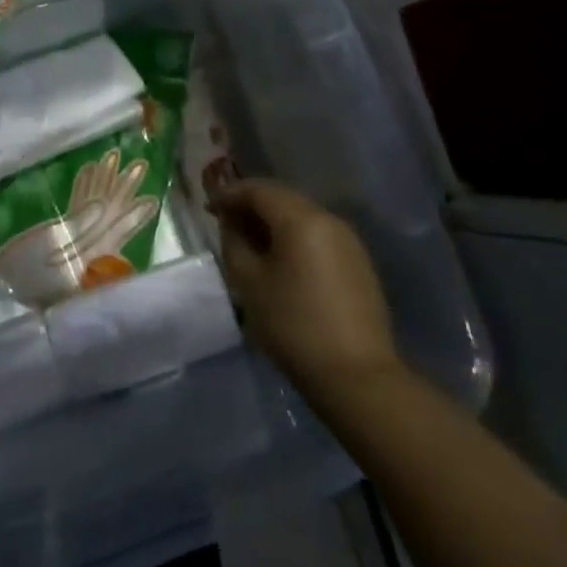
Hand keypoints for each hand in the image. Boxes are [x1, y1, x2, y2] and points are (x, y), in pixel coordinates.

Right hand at [211, 180, 400, 397]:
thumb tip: (231, 224)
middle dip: (251, 205)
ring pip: (301, 216)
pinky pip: (318, 236)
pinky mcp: (358, 263)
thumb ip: (234, 242)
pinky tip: (280, 260)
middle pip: (282, 198)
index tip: (208, 208)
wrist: (357, 376)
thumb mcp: (249, 282)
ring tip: (250, 242)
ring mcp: (348, 241)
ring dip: (273, 222)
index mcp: (301, 218)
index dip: (229, 194)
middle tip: (225, 222)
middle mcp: (328, 219)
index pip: (258, 190)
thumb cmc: (293, 325)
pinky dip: (294, 238)